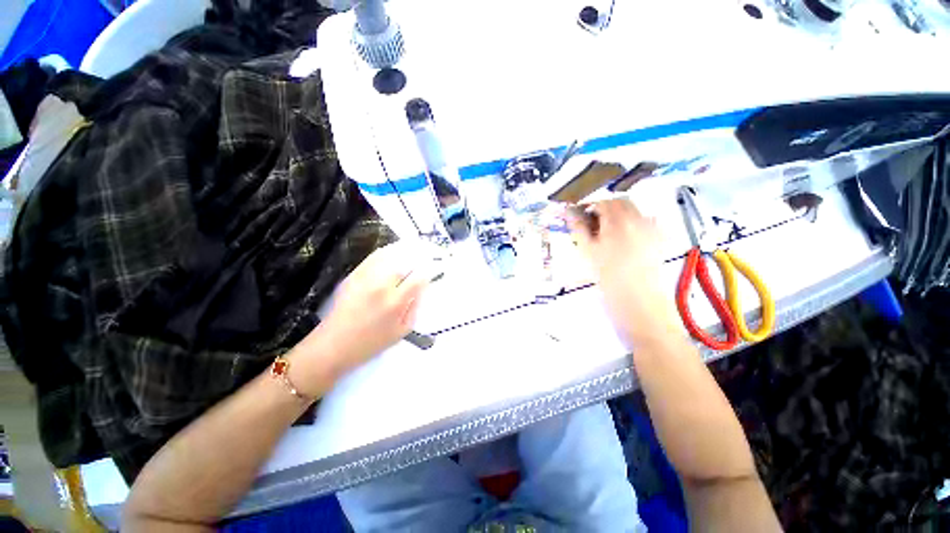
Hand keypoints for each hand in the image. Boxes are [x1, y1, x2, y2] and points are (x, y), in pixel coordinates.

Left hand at [293, 243, 430, 386]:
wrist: (333, 346)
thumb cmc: (372, 343)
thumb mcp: (403, 330)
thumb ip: (416, 305)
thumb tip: (423, 285)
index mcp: (396, 302)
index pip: (419, 277)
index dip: (431, 269)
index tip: (436, 267)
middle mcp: (381, 285)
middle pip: (406, 259)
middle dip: (421, 254)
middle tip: (430, 252)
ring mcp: (365, 277)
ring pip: (390, 253)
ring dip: (406, 248)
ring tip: (416, 246)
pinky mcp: (354, 274)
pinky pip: (374, 256)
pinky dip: (388, 250)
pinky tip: (395, 250)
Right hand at [568, 199, 681, 346]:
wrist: (640, 307)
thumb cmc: (609, 281)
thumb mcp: (588, 254)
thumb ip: (579, 229)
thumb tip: (569, 212)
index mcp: (618, 223)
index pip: (602, 202)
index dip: (588, 205)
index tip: (579, 215)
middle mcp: (638, 221)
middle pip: (621, 202)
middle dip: (604, 207)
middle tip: (591, 222)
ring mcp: (652, 230)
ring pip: (634, 211)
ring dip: (619, 214)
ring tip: (606, 230)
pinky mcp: (659, 241)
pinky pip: (647, 222)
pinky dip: (633, 223)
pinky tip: (625, 237)